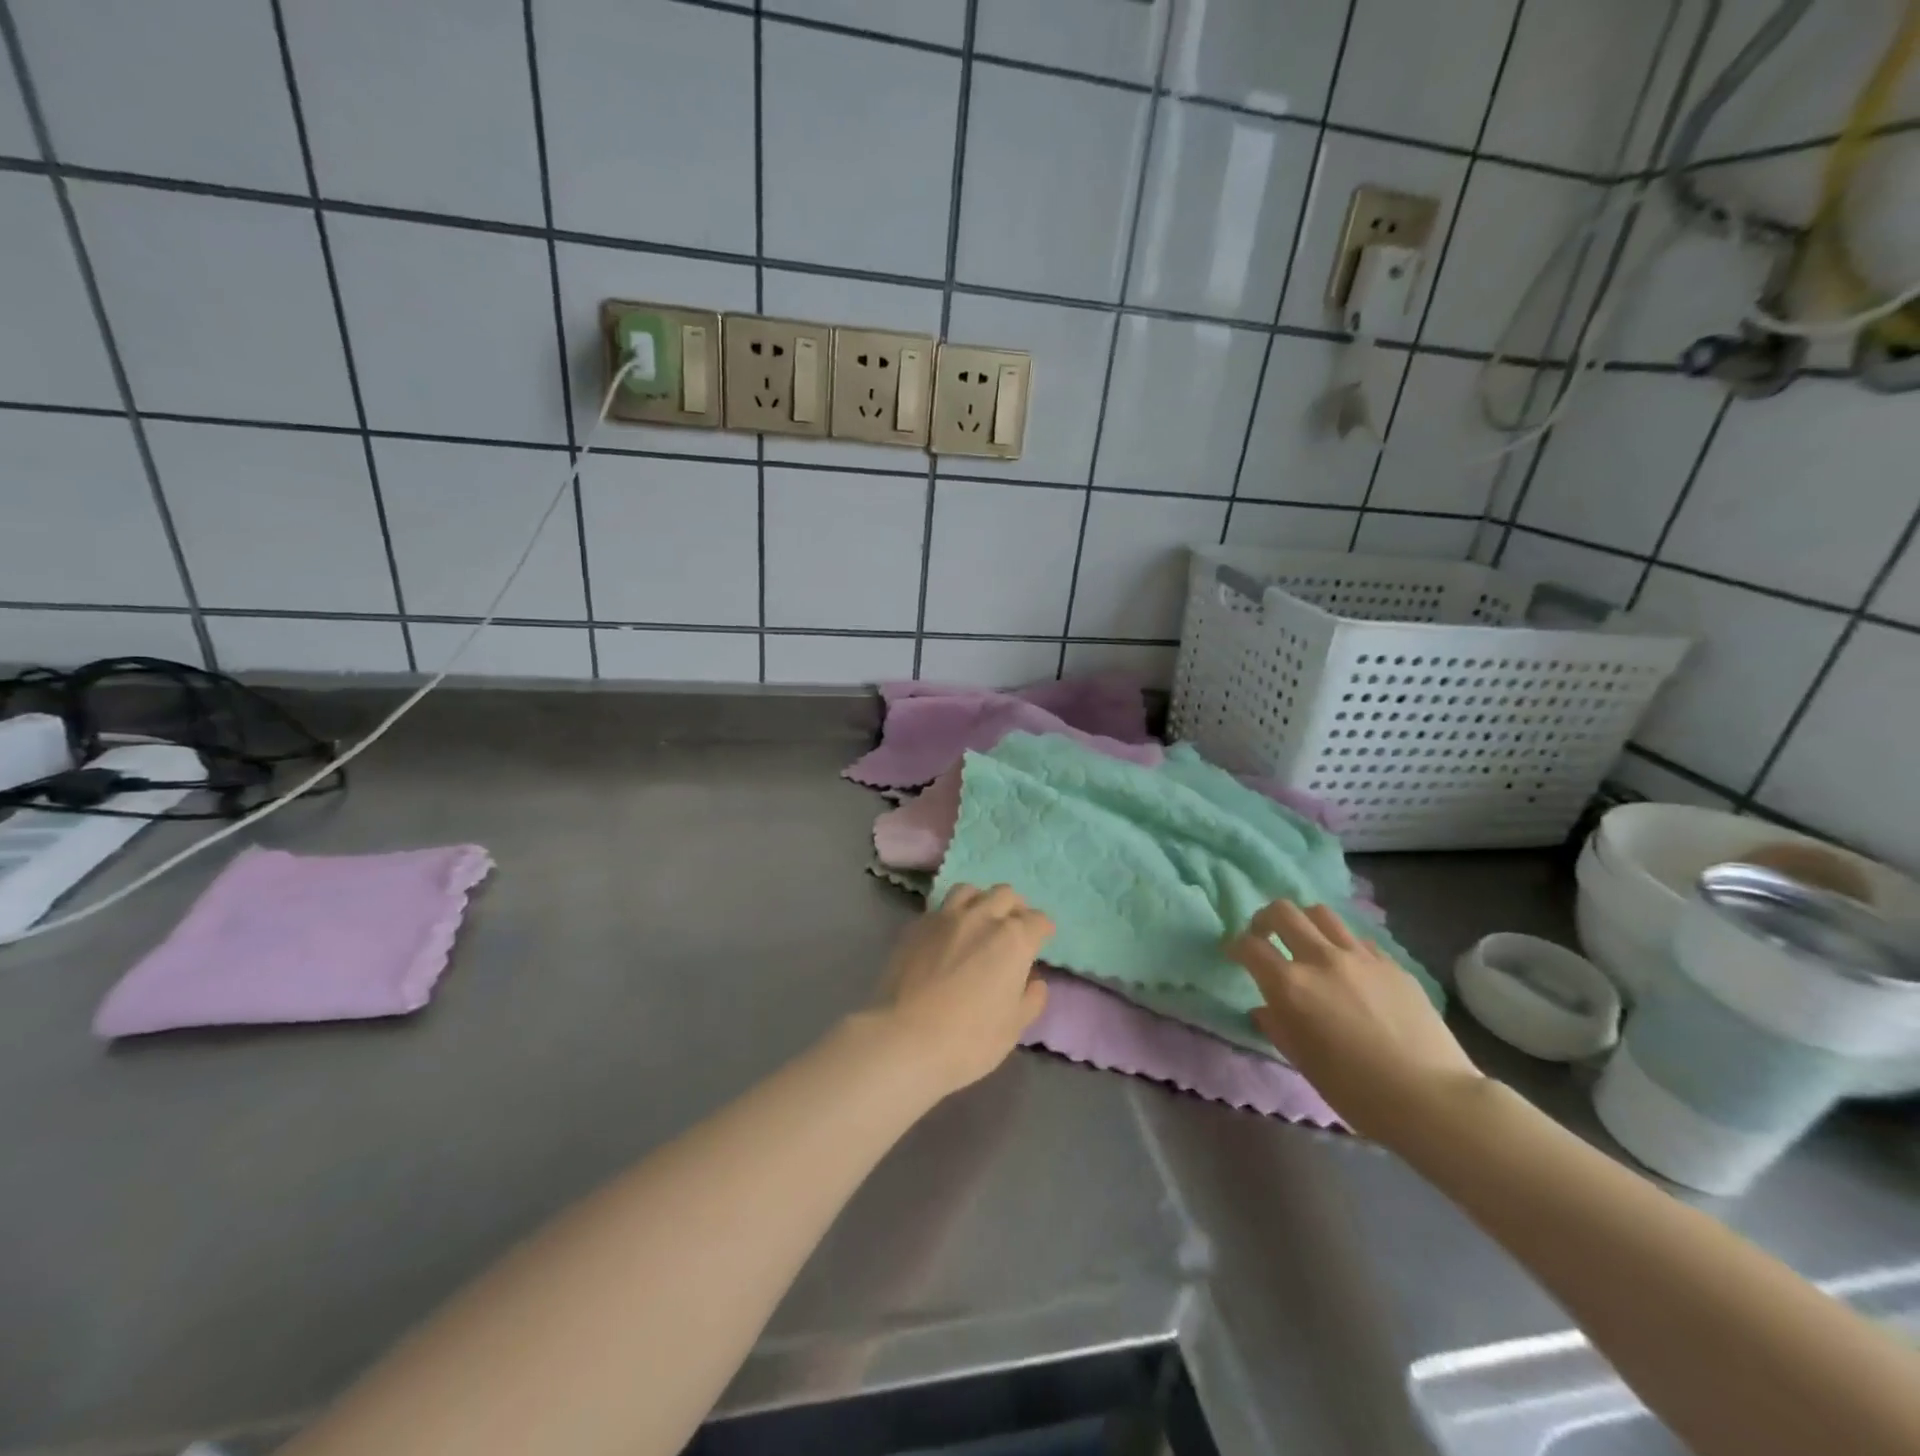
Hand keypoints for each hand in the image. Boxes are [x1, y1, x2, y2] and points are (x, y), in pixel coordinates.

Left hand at [874, 884, 1052, 1095]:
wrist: (903, 1039)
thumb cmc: (969, 1040)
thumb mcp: (1013, 1028)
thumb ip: (1031, 999)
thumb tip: (1034, 982)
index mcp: (1013, 940)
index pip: (1038, 920)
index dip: (1042, 931)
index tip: (1040, 942)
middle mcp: (981, 917)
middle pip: (1005, 894)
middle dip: (1015, 908)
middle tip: (1013, 929)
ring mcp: (945, 917)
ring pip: (970, 891)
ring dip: (981, 901)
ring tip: (979, 922)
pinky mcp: (916, 926)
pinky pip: (940, 907)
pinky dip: (951, 915)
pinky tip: (947, 936)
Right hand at [1226, 900, 1481, 1142]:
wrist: (1432, 1099)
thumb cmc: (1356, 1091)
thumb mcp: (1302, 1061)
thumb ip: (1277, 1026)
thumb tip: (1266, 1008)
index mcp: (1291, 985)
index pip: (1250, 947)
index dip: (1236, 946)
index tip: (1234, 954)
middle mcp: (1321, 959)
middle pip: (1283, 912)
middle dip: (1264, 919)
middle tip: (1264, 936)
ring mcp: (1360, 957)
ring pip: (1320, 913)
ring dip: (1303, 922)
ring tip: (1304, 942)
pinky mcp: (1391, 963)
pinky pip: (1356, 938)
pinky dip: (1340, 943)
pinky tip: (1346, 966)